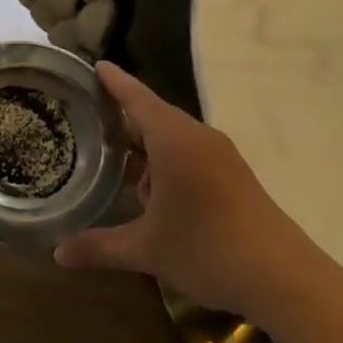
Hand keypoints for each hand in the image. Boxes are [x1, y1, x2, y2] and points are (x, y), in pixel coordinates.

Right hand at [54, 63, 318, 315]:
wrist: (284, 278)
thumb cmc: (208, 249)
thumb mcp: (146, 250)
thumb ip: (99, 247)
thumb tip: (58, 254)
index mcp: (174, 141)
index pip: (137, 99)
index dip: (114, 82)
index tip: (94, 64)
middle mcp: (197, 138)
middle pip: (153, 115)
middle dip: (121, 116)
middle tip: (85, 117)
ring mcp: (219, 156)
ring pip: (172, 137)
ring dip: (143, 144)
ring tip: (108, 155)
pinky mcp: (232, 175)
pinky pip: (188, 153)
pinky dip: (163, 160)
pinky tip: (147, 188)